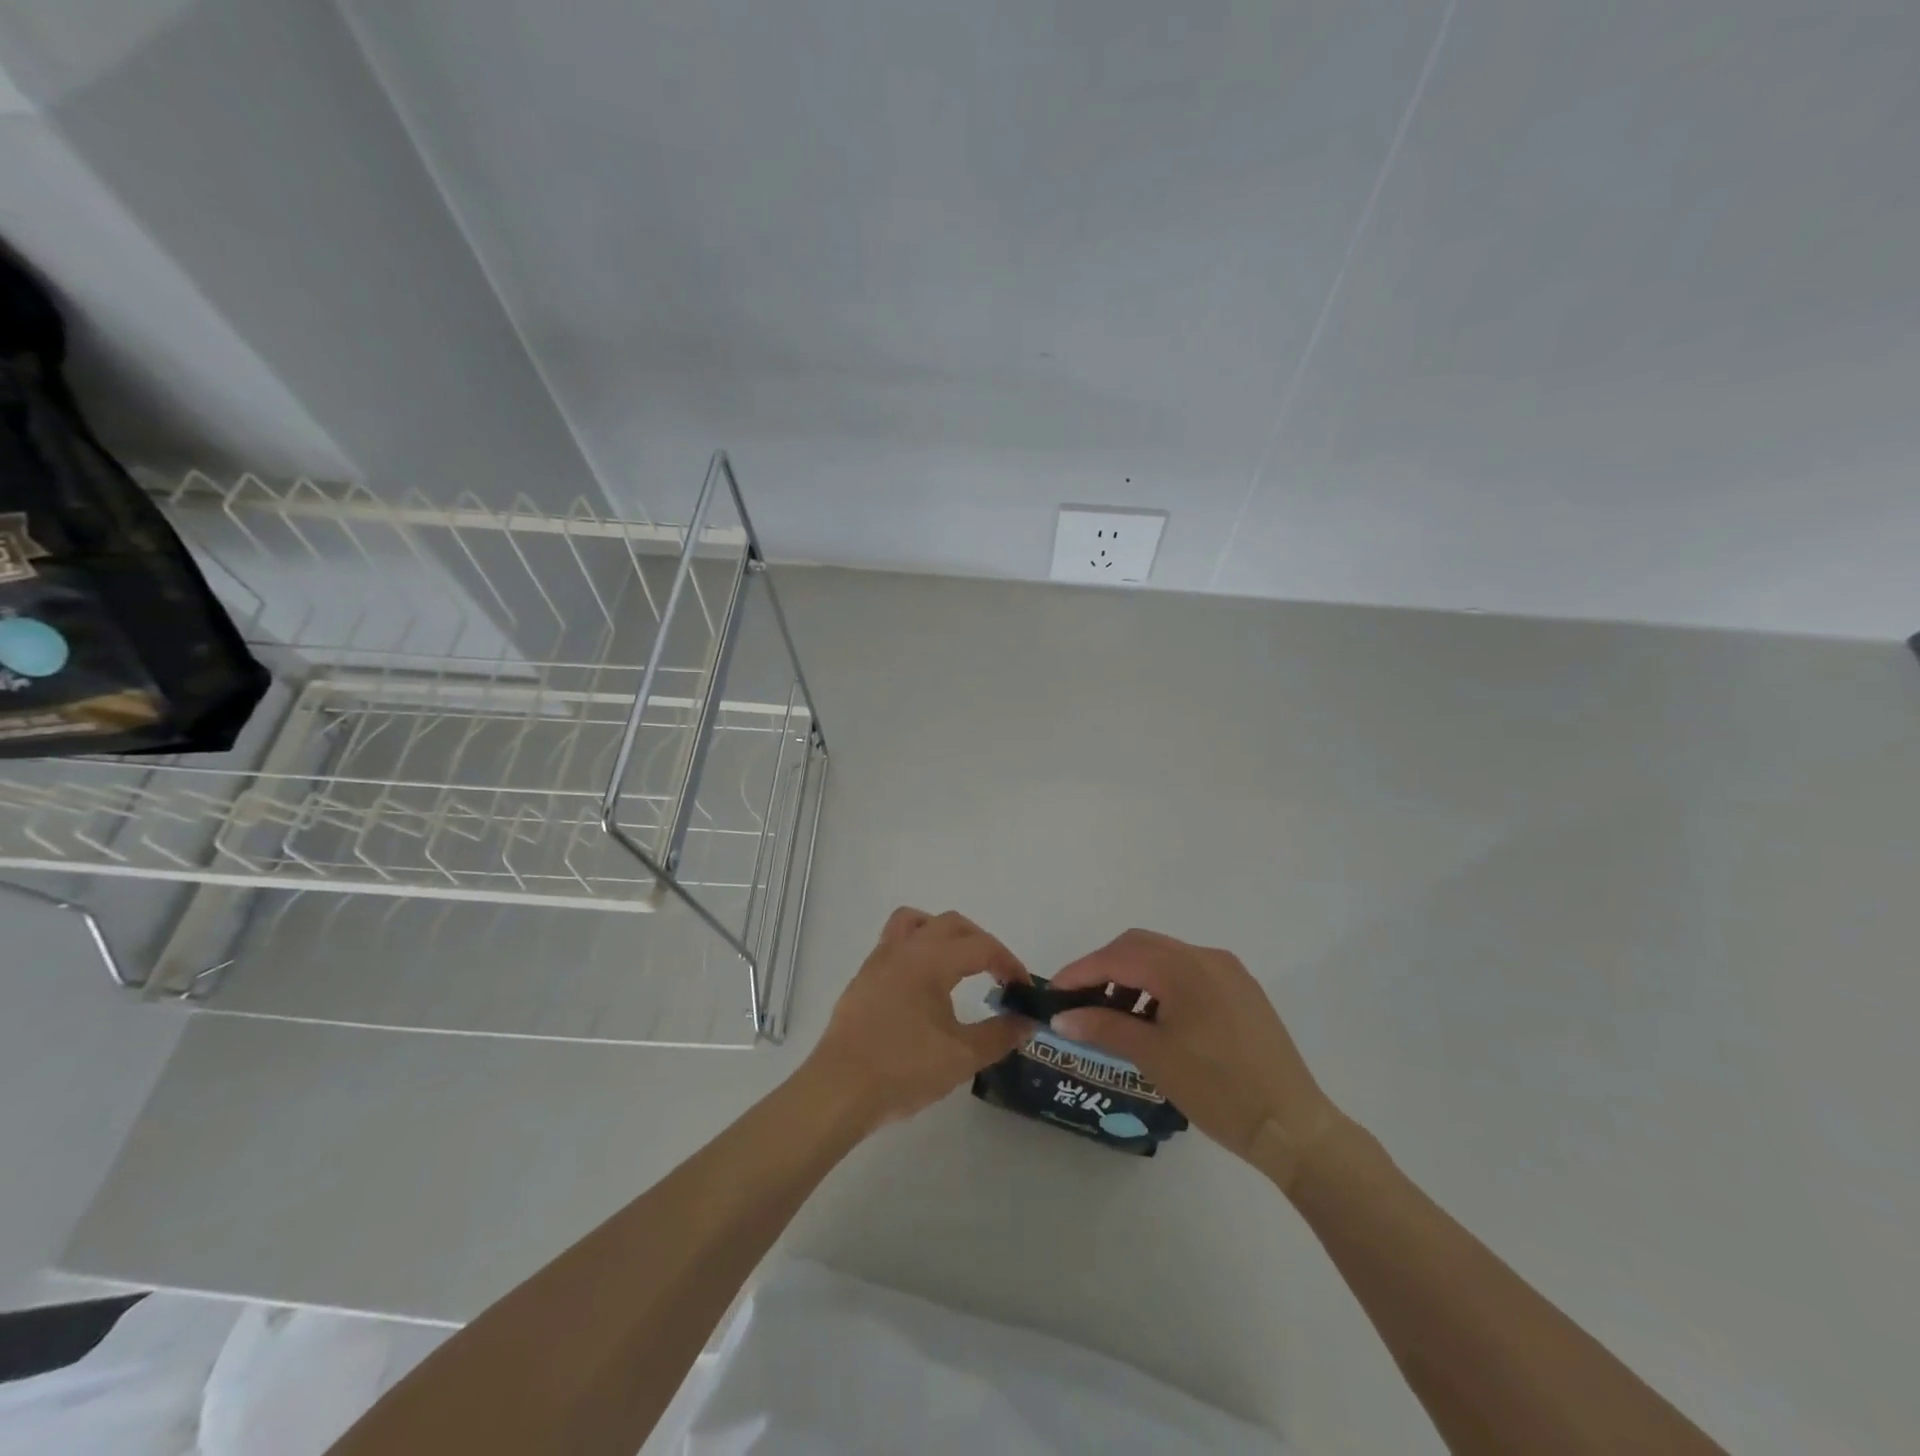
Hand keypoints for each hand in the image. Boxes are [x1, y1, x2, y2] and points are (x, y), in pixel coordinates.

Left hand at [805, 908, 1033, 1132]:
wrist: (839, 1090)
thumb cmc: (903, 1069)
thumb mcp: (962, 1057)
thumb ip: (1000, 1035)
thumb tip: (1028, 1021)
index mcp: (932, 959)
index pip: (981, 946)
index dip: (1009, 963)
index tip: (1023, 989)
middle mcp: (905, 948)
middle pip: (951, 923)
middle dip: (980, 942)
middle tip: (997, 973)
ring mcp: (879, 960)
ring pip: (915, 922)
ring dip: (942, 933)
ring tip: (957, 963)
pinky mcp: (863, 978)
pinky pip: (894, 942)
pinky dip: (917, 949)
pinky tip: (923, 986)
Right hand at [1050, 929, 1342, 1189]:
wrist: (1292, 1126)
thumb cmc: (1218, 1089)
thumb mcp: (1153, 1057)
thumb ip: (1103, 1028)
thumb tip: (1062, 1017)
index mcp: (1184, 967)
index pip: (1118, 957)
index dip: (1081, 971)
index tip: (1053, 992)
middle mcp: (1206, 957)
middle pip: (1140, 946)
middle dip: (1105, 968)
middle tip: (1079, 1000)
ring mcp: (1228, 972)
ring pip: (1165, 958)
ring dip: (1133, 977)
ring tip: (1114, 1016)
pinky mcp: (1242, 991)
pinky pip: (1189, 974)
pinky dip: (1161, 987)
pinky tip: (1152, 1020)